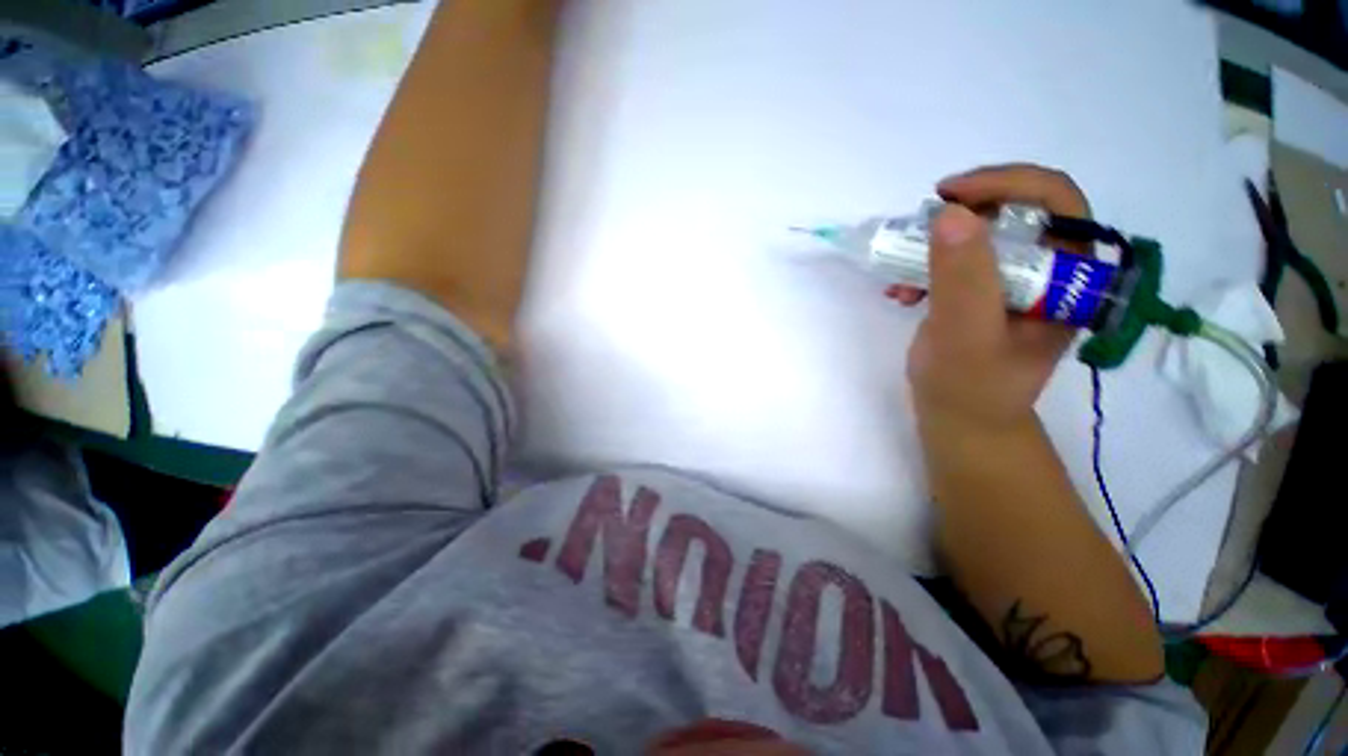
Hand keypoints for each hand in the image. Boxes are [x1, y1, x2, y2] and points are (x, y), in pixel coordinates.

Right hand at [893, 165, 1091, 427]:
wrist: (959, 419)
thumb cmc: (970, 388)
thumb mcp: (966, 335)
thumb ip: (963, 278)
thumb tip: (951, 212)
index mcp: (1071, 277)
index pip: (1057, 203)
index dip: (1006, 184)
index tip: (948, 195)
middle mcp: (1051, 271)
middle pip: (1017, 210)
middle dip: (963, 215)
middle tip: (920, 227)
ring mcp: (1016, 281)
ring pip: (982, 234)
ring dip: (936, 247)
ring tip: (902, 276)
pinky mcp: (985, 291)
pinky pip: (958, 260)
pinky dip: (926, 267)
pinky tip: (903, 292)